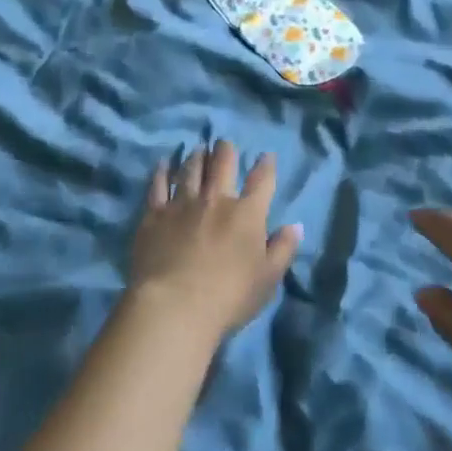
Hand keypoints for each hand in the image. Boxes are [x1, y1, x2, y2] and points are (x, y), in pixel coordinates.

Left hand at [128, 141, 301, 340]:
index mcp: (247, 213)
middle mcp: (216, 199)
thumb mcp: (268, 279)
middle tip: (225, 143)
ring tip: (198, 150)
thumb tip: (296, 226)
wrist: (175, 306)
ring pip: (191, 169)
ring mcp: (183, 204)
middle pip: (222, 164)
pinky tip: (164, 163)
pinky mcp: (155, 214)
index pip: (261, 180)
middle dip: (226, 150)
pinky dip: (162, 172)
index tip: (266, 156)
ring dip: (197, 157)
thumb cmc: (229, 296)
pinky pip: (158, 185)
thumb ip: (283, 249)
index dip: (266, 165)